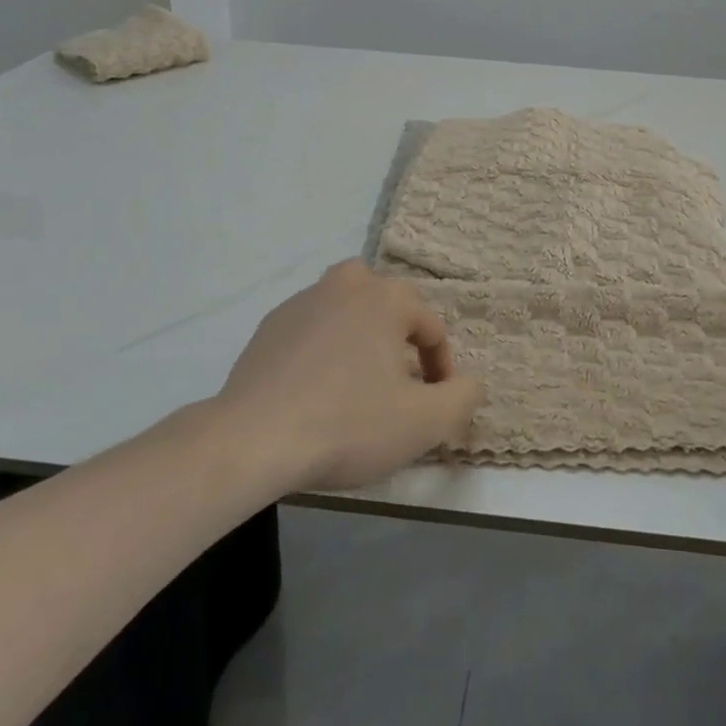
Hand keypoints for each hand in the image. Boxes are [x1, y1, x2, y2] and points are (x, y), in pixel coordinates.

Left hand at [219, 259, 484, 491]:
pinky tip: (316, 386)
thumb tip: (471, 382)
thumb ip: (462, 397)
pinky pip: (313, 326)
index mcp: (387, 298)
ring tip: (359, 379)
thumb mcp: (422, 422)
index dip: (441, 369)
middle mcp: (348, 285)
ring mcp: (304, 300)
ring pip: (348, 306)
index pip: (432, 328)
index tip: (433, 406)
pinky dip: (324, 345)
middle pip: (389, 302)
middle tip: (398, 383)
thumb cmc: (347, 425)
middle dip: (401, 338)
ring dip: (361, 333)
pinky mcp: (270, 324)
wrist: (253, 440)